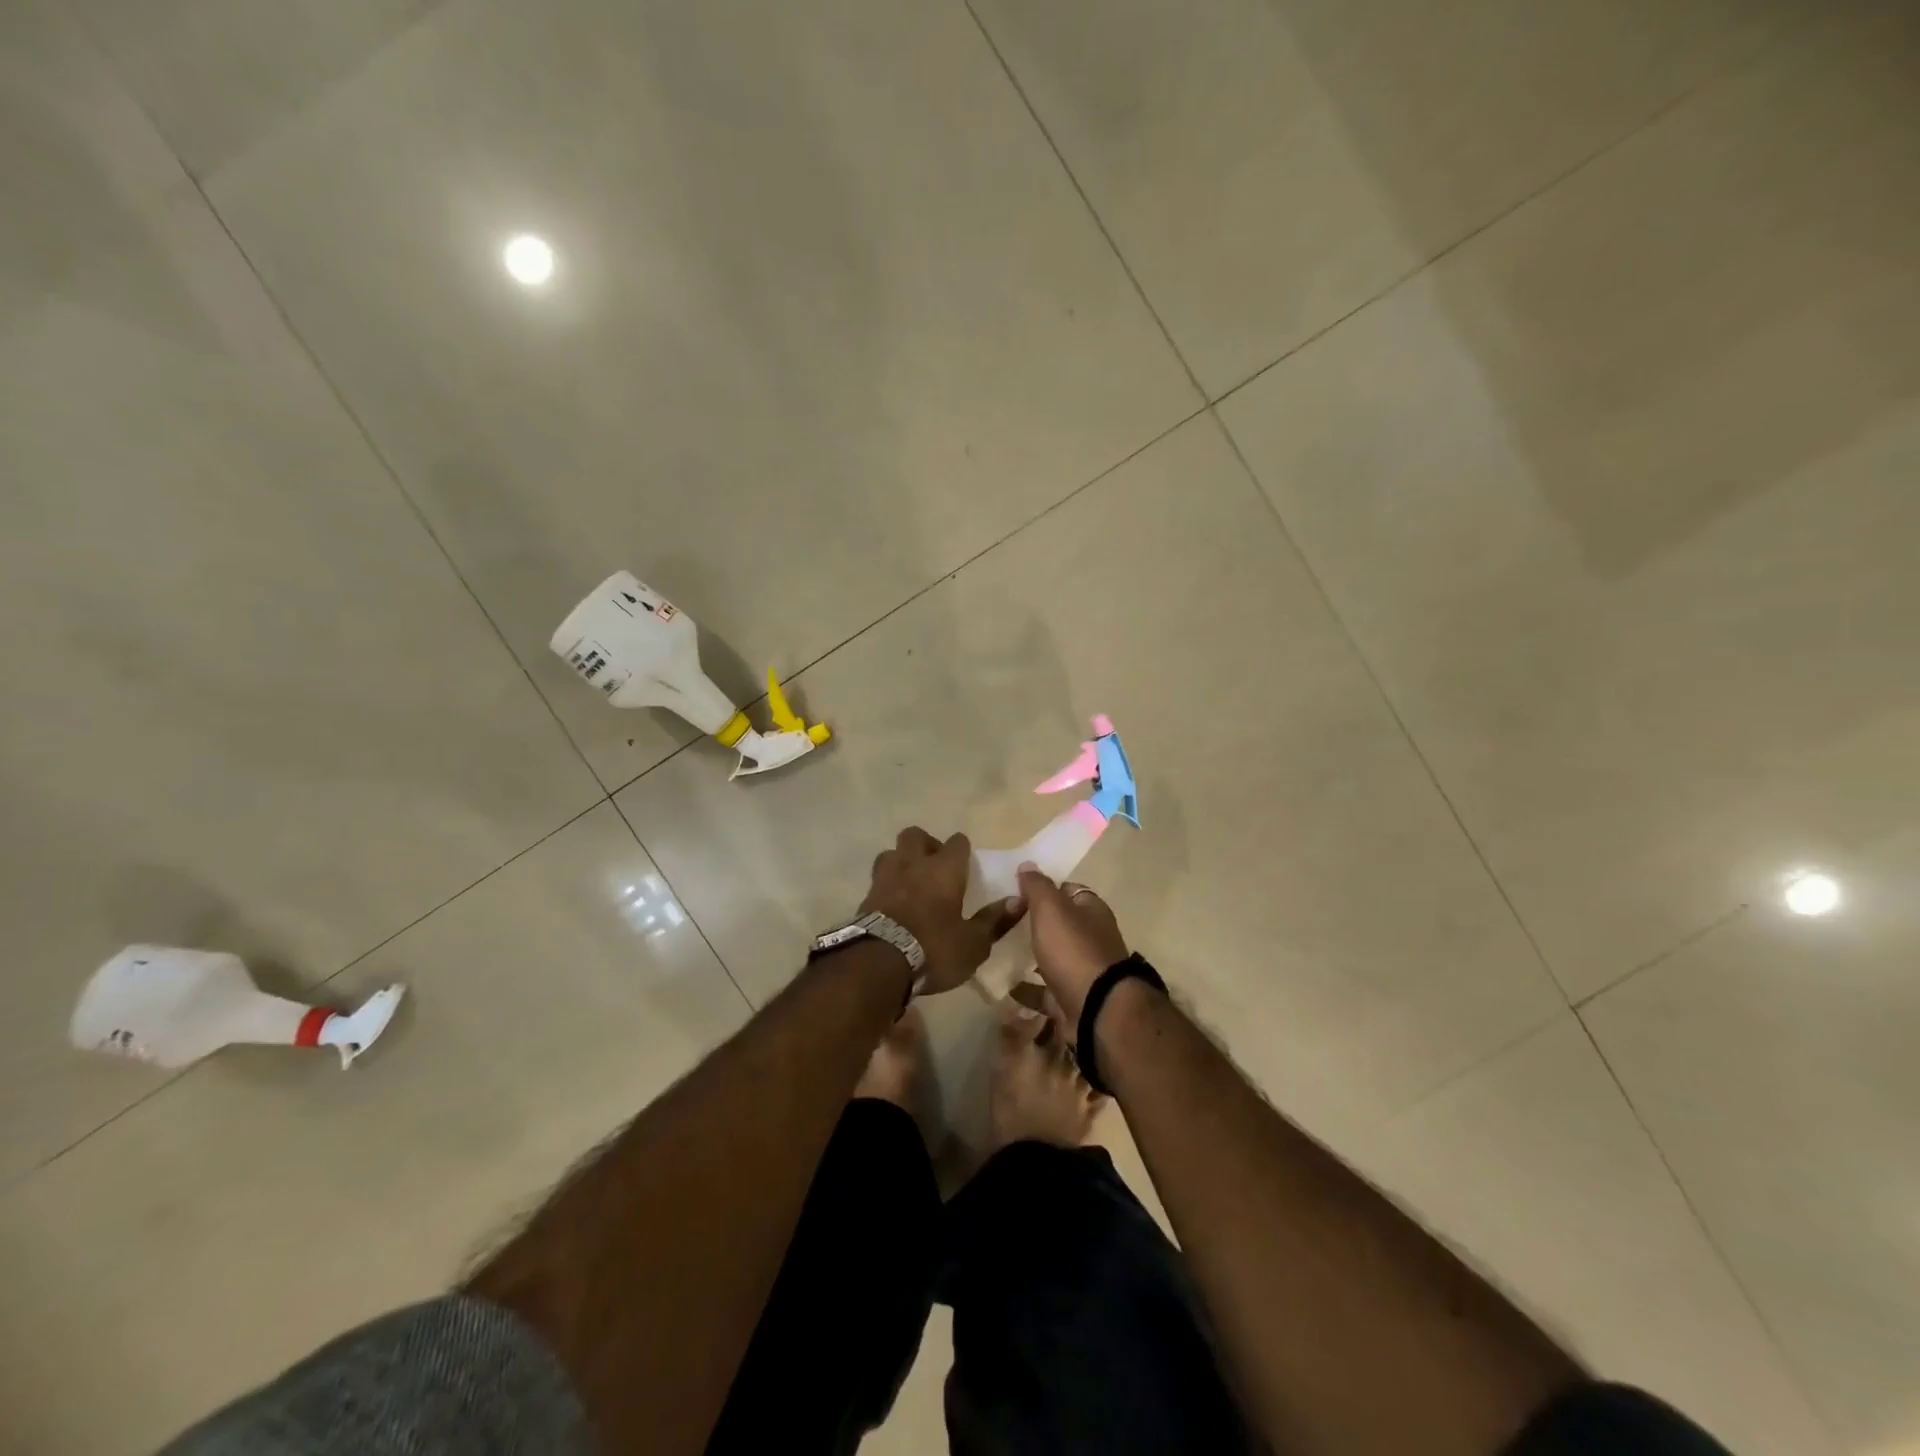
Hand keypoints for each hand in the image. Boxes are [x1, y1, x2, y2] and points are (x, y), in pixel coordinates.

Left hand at [861, 827, 1023, 995]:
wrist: (878, 963)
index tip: (967, 864)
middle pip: (915, 835)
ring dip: (901, 861)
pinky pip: (878, 879)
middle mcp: (913, 864)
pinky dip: (887, 885)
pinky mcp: (866, 896)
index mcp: (944, 869)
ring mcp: (885, 877)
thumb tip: (1018, 900)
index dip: (962, 850)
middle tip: (936, 866)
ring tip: (911, 881)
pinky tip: (893, 903)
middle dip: (926, 844)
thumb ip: (994, 920)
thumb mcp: (973, 943)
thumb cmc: (934, 949)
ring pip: (891, 853)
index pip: (957, 842)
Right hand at [1014, 865, 1128, 1029]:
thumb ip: (1037, 886)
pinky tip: (1005, 986)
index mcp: (1091, 910)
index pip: (1067, 890)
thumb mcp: (1051, 909)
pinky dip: (1027, 989)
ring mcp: (1083, 971)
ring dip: (1031, 957)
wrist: (1096, 1010)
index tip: (1015, 893)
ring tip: (999, 954)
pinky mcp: (1072, 1000)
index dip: (1043, 889)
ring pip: (1053, 958)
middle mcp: (1091, 938)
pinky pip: (1045, 991)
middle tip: (1002, 924)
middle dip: (1035, 924)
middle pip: (1060, 925)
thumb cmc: (1073, 950)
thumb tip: (1027, 865)